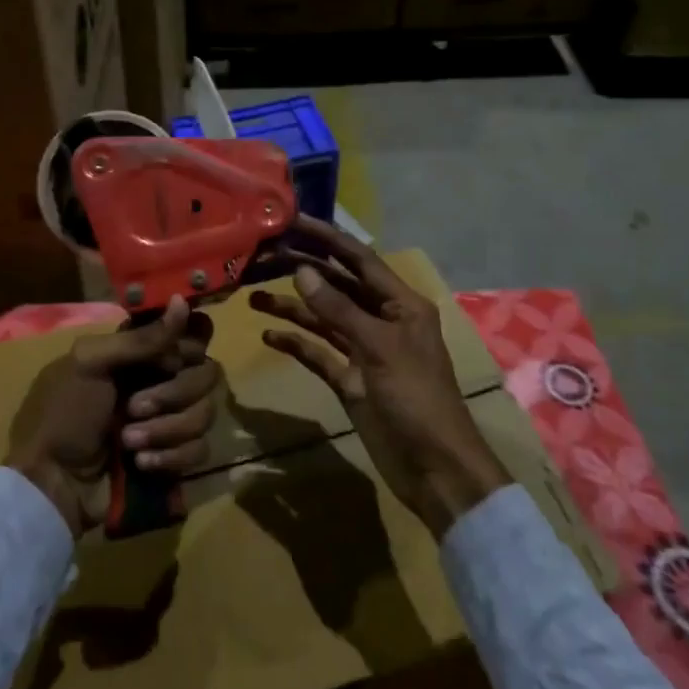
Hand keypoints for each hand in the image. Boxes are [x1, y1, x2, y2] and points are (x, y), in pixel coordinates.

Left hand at [6, 297, 222, 536]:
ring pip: (205, 412)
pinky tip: (141, 463)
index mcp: (143, 352)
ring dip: (166, 429)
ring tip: (128, 441)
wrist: (52, 483)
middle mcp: (163, 380)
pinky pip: (200, 449)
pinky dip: (171, 457)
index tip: (171, 359)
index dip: (190, 345)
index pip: (195, 334)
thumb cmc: (64, 414)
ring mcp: (171, 419)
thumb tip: (183, 300)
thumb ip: (142, 338)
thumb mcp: (91, 364)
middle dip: (172, 393)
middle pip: (206, 373)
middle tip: (133, 407)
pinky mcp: (175, 456)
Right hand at [249, 219, 508, 537]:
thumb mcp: (379, 348)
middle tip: (262, 253)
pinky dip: (296, 343)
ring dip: (293, 306)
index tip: (292, 219)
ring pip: (323, 318)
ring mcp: (364, 350)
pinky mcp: (351, 380)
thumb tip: (302, 271)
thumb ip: (338, 310)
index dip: (326, 238)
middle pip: (337, 285)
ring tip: (252, 295)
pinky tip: (268, 336)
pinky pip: (319, 353)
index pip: (358, 259)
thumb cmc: (416, 398)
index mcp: (400, 303)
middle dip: (303, 268)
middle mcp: (381, 319)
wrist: (435, 469)